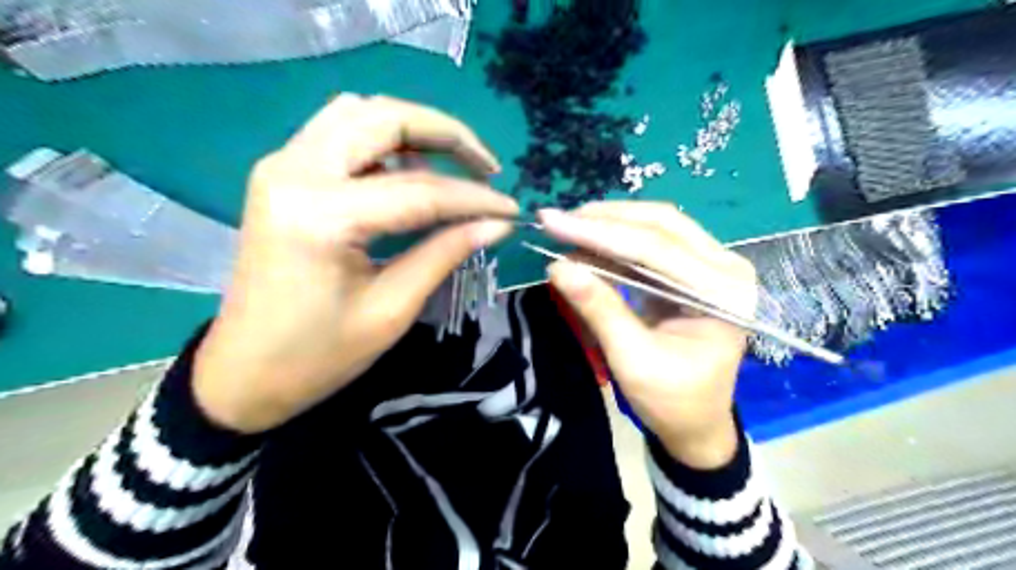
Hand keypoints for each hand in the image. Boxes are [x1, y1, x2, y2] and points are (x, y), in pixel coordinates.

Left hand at [195, 93, 517, 430]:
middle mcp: (294, 172)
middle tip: (486, 166)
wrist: (243, 373)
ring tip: (451, 168)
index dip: (473, 197)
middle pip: (384, 118)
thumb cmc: (318, 356)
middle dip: (446, 134)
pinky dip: (383, 142)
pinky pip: (341, 133)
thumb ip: (445, 253)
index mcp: (321, 216)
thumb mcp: (391, 309)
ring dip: (413, 131)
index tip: (510, 208)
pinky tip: (409, 173)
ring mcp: (281, 166)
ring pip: (360, 113)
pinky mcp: (281, 175)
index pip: (419, 190)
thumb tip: (497, 223)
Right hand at [548, 203, 752, 468]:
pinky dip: (616, 243)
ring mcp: (712, 266)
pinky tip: (586, 243)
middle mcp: (726, 268)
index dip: (600, 233)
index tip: (553, 222)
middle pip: (661, 224)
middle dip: (605, 219)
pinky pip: (652, 245)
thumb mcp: (633, 360)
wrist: (696, 424)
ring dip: (610, 225)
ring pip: (656, 227)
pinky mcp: (693, 271)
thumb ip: (600, 309)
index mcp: (724, 293)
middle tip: (557, 219)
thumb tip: (557, 267)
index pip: (656, 248)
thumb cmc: (672, 401)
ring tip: (567, 227)